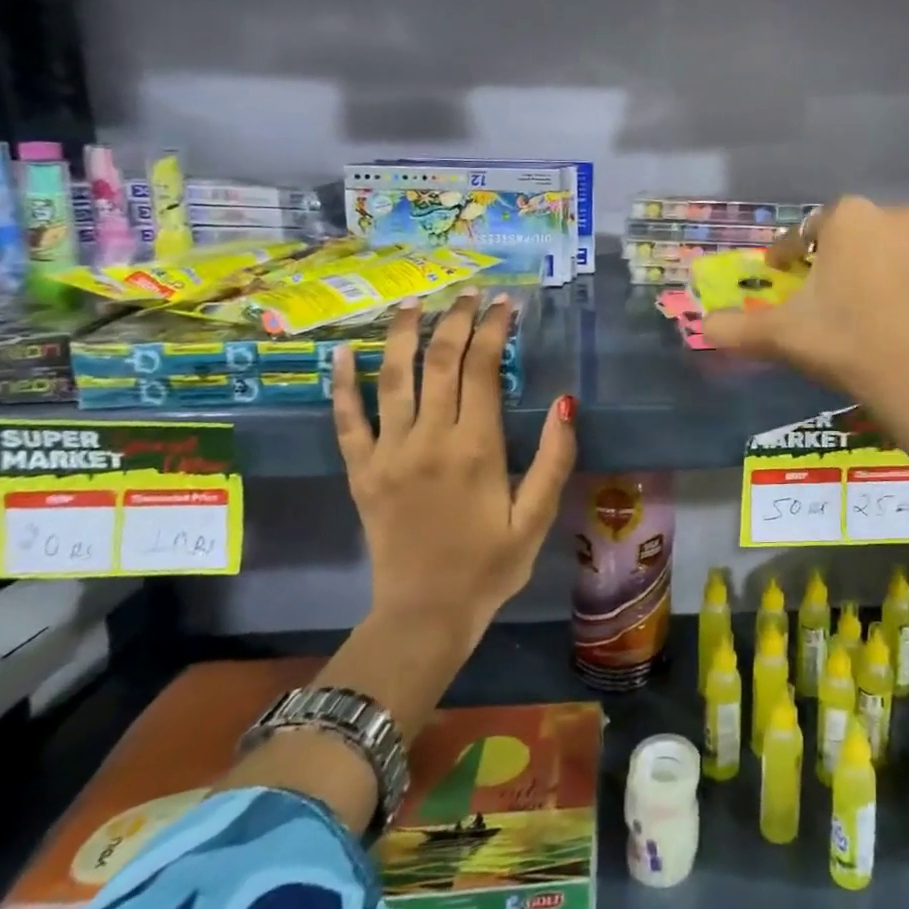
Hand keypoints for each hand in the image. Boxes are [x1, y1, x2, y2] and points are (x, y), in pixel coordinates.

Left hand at [331, 292, 576, 637]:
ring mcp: (388, 453)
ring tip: (415, 302)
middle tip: (469, 293)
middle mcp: (429, 439)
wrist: (425, 615)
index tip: (504, 304)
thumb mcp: (537, 518)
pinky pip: (346, 420)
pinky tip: (344, 351)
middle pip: (440, 362)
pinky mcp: (361, 471)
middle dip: (456, 320)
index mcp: (476, 448)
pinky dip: (342, 384)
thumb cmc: (490, 566)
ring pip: (393, 378)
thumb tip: (566, 401)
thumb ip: (554, 459)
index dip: (493, 329)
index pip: (482, 369)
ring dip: (404, 335)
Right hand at [703, 198, 908, 497]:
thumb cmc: (850, 344)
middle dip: (833, 260)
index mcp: (848, 219)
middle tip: (821, 294)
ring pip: (890, 251)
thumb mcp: (784, 337)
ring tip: (863, 308)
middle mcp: (894, 215)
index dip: (786, 254)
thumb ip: (737, 329)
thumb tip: (703, 327)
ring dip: (873, 270)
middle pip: (851, 237)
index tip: (777, 271)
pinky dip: (908, 286)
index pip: (804, 232)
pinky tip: (902, 318)